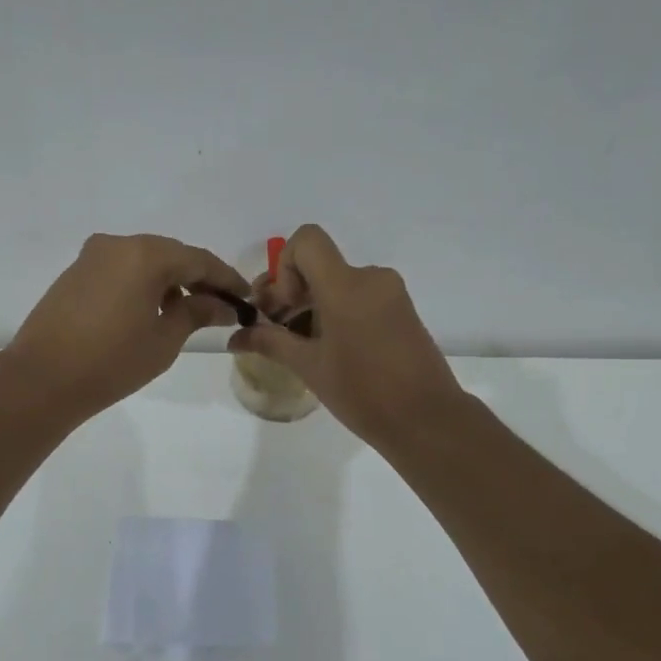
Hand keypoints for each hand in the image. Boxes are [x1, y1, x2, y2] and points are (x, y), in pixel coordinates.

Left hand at [6, 233, 249, 419]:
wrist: (41, 379)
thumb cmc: (112, 361)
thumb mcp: (164, 340)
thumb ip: (196, 312)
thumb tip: (222, 304)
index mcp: (146, 254)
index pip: (199, 260)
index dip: (227, 279)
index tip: (246, 298)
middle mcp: (118, 244)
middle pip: (171, 255)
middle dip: (198, 278)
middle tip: (221, 305)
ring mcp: (92, 256)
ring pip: (144, 261)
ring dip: (170, 280)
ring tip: (188, 311)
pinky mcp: (75, 272)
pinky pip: (121, 269)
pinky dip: (143, 283)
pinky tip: (152, 309)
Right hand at [229, 225, 465, 446]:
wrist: (427, 420)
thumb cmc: (364, 393)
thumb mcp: (309, 367)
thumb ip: (270, 342)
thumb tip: (234, 338)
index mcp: (347, 286)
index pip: (307, 240)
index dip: (285, 266)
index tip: (286, 306)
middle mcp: (371, 278)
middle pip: (319, 265)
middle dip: (290, 290)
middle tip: (271, 327)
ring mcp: (390, 293)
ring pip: (338, 282)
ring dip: (311, 304)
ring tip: (297, 343)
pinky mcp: (401, 310)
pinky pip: (358, 296)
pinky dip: (335, 311)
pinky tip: (326, 347)